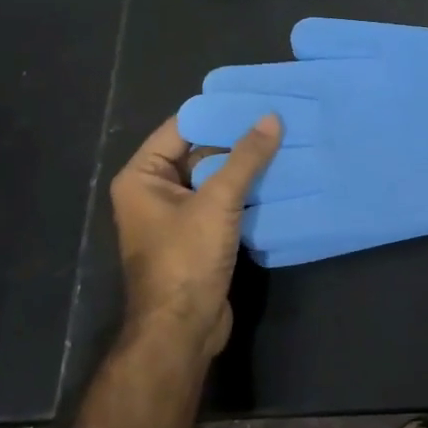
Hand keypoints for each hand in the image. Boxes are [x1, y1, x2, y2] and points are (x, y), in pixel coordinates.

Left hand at [107, 112, 281, 361]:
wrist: (182, 330)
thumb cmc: (186, 259)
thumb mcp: (218, 202)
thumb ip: (246, 158)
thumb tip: (271, 117)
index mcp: (143, 176)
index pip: (182, 127)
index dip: (218, 112)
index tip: (256, 97)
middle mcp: (155, 190)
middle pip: (200, 151)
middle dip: (237, 138)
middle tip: (277, 118)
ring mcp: (177, 215)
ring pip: (215, 177)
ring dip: (246, 166)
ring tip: (285, 141)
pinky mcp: (198, 235)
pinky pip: (223, 201)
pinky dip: (247, 190)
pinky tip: (279, 177)